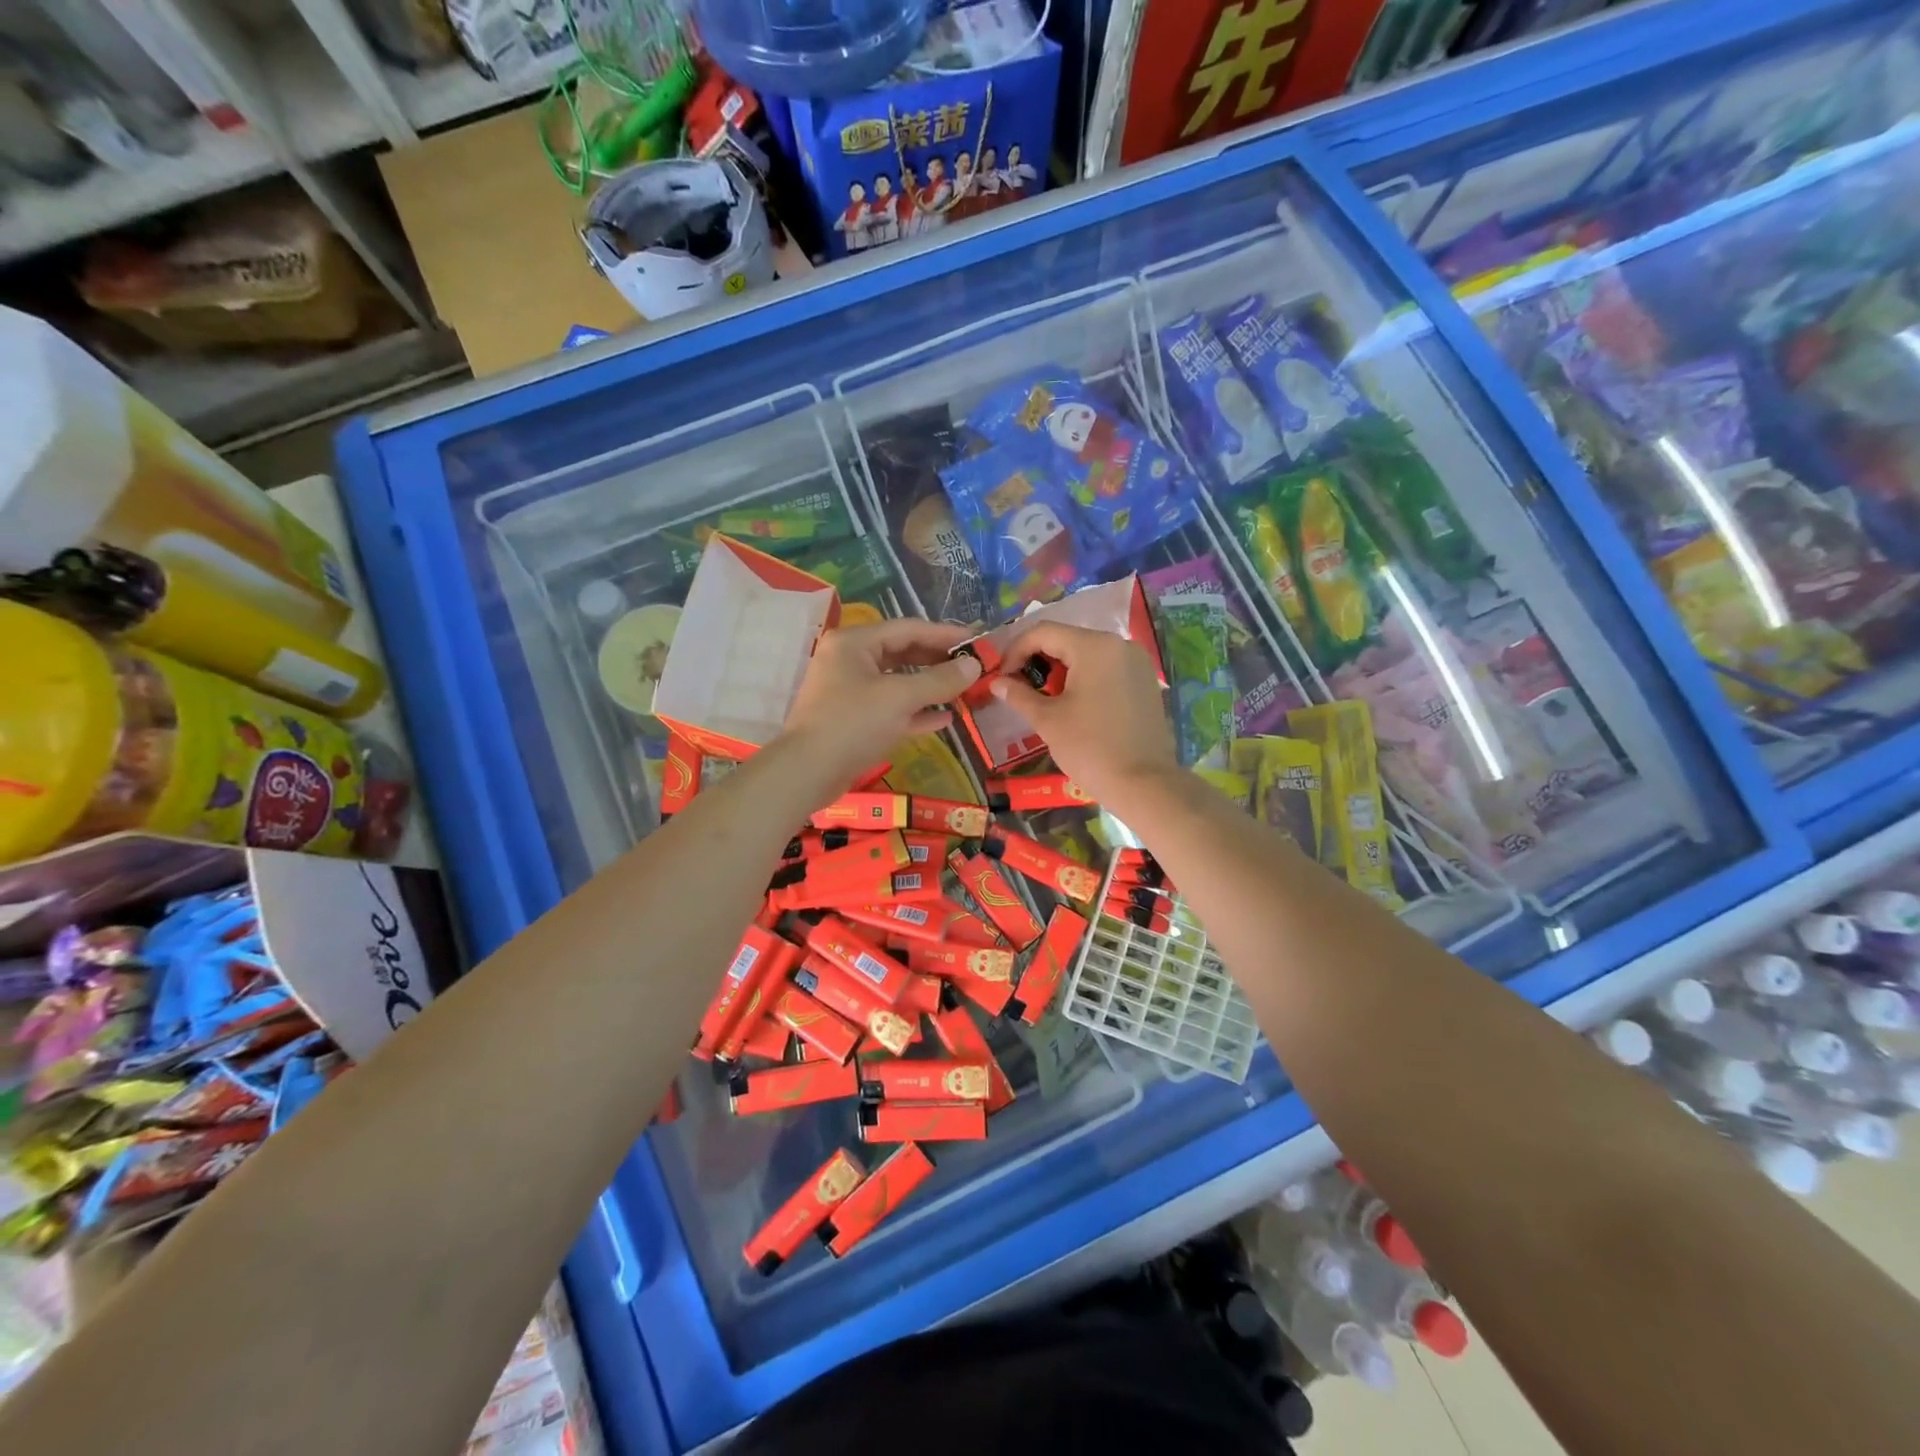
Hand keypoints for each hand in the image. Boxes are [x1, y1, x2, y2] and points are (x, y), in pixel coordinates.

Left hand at [780, 618, 981, 797]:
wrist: (807, 773)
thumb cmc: (853, 724)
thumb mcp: (900, 698)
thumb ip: (940, 680)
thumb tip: (974, 666)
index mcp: (854, 642)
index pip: (909, 629)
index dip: (946, 634)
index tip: (979, 641)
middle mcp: (850, 660)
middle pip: (903, 653)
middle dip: (939, 662)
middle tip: (975, 667)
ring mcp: (850, 691)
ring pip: (898, 682)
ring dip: (931, 688)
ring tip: (965, 691)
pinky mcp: (854, 720)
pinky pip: (891, 708)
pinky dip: (916, 712)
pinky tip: (946, 719)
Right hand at [987, 623, 1177, 809]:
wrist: (1143, 784)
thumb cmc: (1090, 748)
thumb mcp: (1048, 720)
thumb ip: (1019, 695)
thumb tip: (997, 682)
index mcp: (1094, 646)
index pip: (1043, 632)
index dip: (1015, 651)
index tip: (1001, 677)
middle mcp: (1119, 644)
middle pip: (1067, 639)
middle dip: (1038, 660)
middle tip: (1019, 688)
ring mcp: (1136, 662)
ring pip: (1087, 654)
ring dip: (1060, 669)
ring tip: (1044, 698)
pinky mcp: (1145, 681)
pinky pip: (1107, 668)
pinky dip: (1084, 677)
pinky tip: (1074, 704)